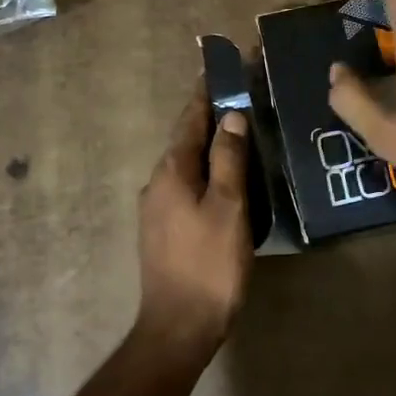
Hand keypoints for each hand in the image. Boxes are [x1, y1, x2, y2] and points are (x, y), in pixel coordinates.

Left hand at [137, 85, 252, 348]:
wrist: (179, 326)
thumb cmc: (209, 263)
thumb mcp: (228, 207)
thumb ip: (229, 159)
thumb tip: (231, 117)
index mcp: (172, 171)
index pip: (189, 119)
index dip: (206, 93)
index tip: (219, 68)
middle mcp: (157, 183)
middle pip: (184, 140)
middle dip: (208, 117)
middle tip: (239, 99)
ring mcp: (156, 208)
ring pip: (185, 165)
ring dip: (207, 146)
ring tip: (237, 135)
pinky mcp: (162, 230)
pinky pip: (185, 186)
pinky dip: (204, 172)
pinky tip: (224, 180)